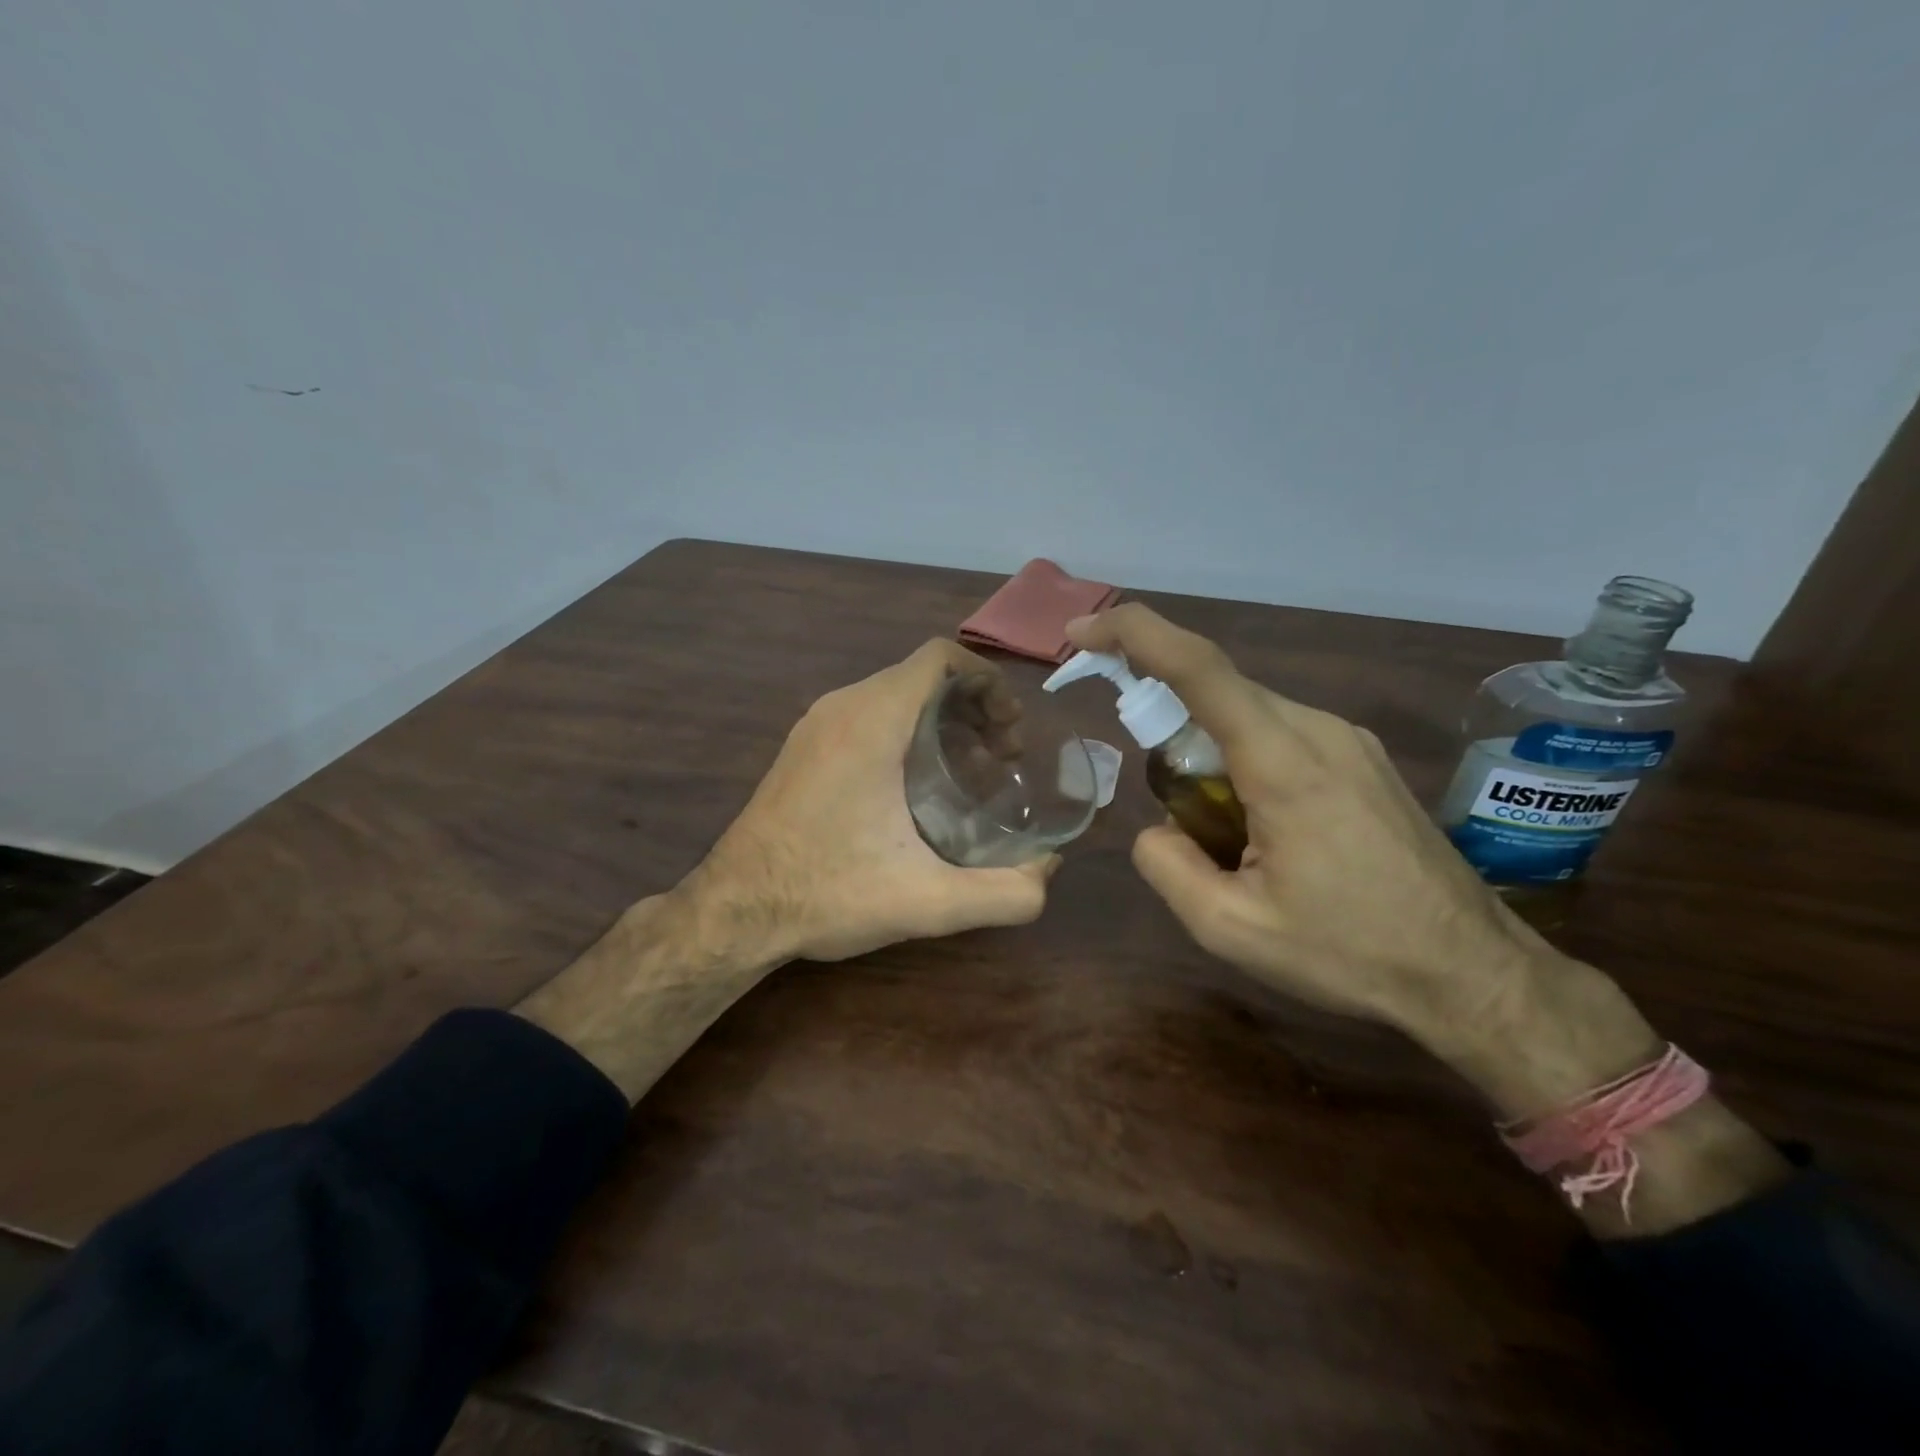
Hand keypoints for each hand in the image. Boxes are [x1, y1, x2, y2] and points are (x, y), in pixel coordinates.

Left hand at [690, 638, 1056, 963]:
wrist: (734, 911)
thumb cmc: (828, 894)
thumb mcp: (927, 902)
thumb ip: (1004, 893)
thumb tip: (1049, 871)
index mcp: (871, 721)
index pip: (939, 658)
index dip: (987, 681)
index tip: (1011, 730)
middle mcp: (840, 707)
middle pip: (921, 675)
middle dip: (973, 705)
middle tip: (1002, 756)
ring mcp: (815, 726)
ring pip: (894, 695)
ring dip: (942, 719)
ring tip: (972, 771)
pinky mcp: (803, 749)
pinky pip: (867, 715)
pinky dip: (908, 731)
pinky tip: (921, 787)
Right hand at [1064, 605, 1640, 1076]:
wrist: (1473, 973)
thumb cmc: (1351, 953)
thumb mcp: (1231, 929)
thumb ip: (1167, 866)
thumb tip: (1156, 830)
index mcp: (1284, 763)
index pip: (1199, 669)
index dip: (1135, 636)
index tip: (1082, 633)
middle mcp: (1318, 730)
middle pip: (1218, 690)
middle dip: (1164, 713)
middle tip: (1155, 789)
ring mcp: (1347, 741)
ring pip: (1248, 714)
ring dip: (1206, 749)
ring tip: (1216, 833)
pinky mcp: (1361, 759)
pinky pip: (1279, 735)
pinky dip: (1241, 759)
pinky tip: (1256, 827)